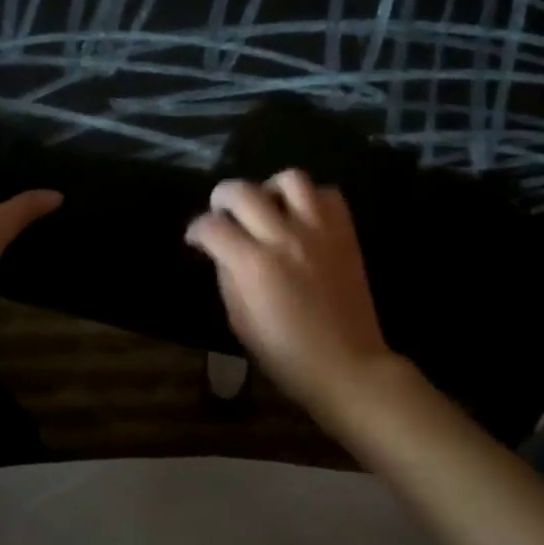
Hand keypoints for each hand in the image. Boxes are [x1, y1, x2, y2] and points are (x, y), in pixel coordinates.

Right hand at [184, 171, 409, 427]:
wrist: (347, 365)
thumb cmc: (286, 354)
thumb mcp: (240, 321)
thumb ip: (227, 277)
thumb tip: (222, 250)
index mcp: (253, 264)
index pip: (212, 227)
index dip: (196, 229)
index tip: (196, 238)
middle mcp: (284, 237)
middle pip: (243, 191)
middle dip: (223, 197)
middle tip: (222, 213)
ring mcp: (319, 231)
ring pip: (290, 179)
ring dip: (270, 188)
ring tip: (267, 206)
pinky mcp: (345, 233)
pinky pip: (328, 194)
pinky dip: (311, 199)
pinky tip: (302, 217)